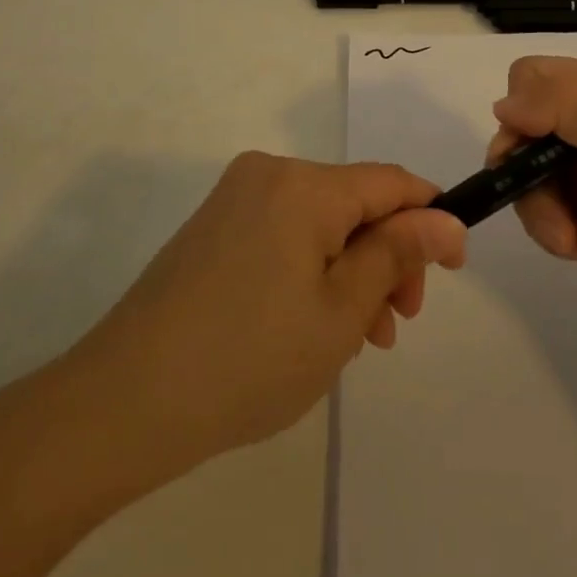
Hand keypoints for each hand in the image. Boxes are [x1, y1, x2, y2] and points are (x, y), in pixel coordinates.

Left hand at [65, 153, 465, 473]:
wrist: (123, 402)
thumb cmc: (249, 359)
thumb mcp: (341, 312)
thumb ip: (397, 254)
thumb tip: (446, 219)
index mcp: (304, 185)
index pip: (391, 183)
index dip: (430, 218)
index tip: (454, 268)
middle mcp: (269, 174)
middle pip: (354, 203)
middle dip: (386, 257)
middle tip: (396, 324)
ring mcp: (235, 198)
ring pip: (321, 222)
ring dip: (350, 270)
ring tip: (358, 339)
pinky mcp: (213, 227)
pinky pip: (284, 233)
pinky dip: (311, 269)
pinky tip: (312, 323)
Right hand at [488, 55, 576, 339]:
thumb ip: (562, 101)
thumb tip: (502, 107)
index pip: (538, 75)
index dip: (524, 107)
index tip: (531, 144)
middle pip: (525, 127)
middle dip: (527, 169)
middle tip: (545, 203)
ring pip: (528, 173)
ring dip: (541, 209)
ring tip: (571, 241)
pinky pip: (545, 209)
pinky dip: (556, 231)